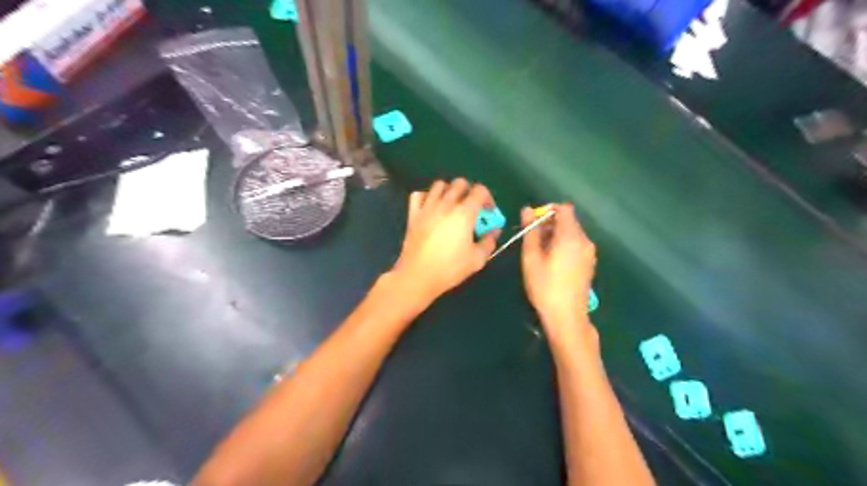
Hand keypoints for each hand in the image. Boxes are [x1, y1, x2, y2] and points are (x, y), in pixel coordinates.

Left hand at [389, 178, 498, 306]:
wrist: (418, 276)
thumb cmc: (450, 268)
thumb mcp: (477, 259)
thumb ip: (489, 242)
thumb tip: (494, 231)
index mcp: (464, 213)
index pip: (480, 191)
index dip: (488, 198)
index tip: (488, 212)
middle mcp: (446, 204)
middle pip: (460, 183)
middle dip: (469, 192)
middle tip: (471, 207)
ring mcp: (427, 207)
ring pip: (439, 185)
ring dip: (449, 191)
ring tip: (452, 205)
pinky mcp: (413, 214)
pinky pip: (419, 194)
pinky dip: (427, 196)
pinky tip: (431, 207)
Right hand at [520, 204, 596, 341]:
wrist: (567, 316)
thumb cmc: (545, 286)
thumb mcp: (531, 258)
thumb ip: (530, 231)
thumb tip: (526, 210)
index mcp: (571, 236)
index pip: (564, 208)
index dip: (548, 210)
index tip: (533, 223)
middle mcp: (584, 240)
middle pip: (569, 221)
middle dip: (550, 224)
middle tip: (532, 240)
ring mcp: (589, 253)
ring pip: (572, 233)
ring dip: (556, 236)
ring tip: (540, 253)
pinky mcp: (589, 263)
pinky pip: (576, 245)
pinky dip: (564, 245)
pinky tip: (553, 262)